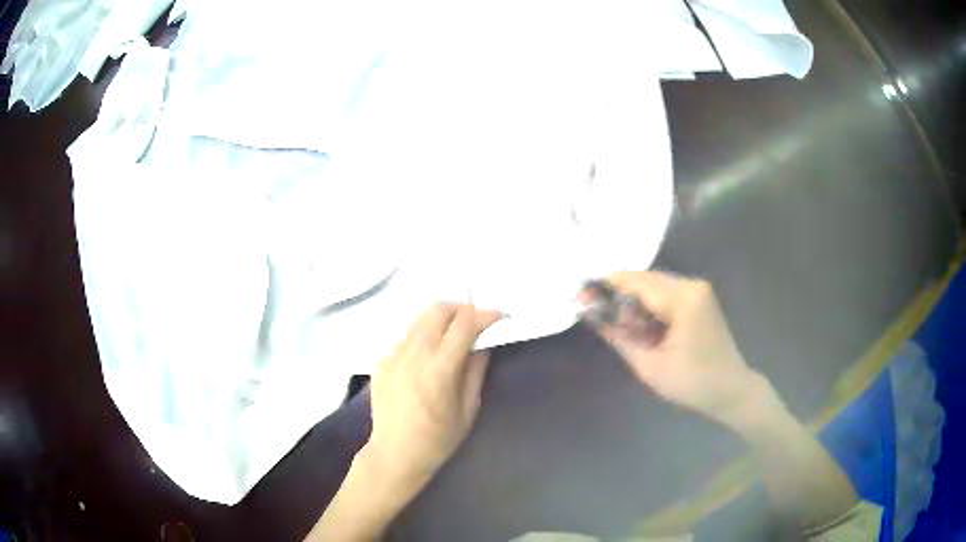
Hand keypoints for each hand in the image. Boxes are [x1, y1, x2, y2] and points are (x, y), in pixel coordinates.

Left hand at [363, 303, 500, 487]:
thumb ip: (475, 371)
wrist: (394, 454)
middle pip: (439, 310)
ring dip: (441, 319)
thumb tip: (483, 344)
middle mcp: (414, 353)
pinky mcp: (382, 360)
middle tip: (475, 323)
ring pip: (419, 319)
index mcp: (439, 368)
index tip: (499, 318)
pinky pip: (405, 336)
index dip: (485, 315)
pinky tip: (428, 356)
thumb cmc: (437, 440)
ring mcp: (393, 355)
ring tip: (452, 335)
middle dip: (462, 309)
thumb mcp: (467, 410)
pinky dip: (422, 335)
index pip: (464, 323)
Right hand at [587, 271, 766, 427]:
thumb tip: (591, 315)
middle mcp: (691, 285)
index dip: (605, 286)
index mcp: (683, 300)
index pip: (636, 282)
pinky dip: (647, 304)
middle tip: (592, 309)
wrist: (731, 389)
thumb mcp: (649, 365)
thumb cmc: (691, 383)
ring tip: (614, 321)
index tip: (579, 295)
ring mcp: (698, 289)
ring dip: (632, 299)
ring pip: (653, 284)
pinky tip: (638, 322)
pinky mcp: (699, 297)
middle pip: (644, 278)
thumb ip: (618, 336)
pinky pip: (665, 292)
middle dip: (616, 292)